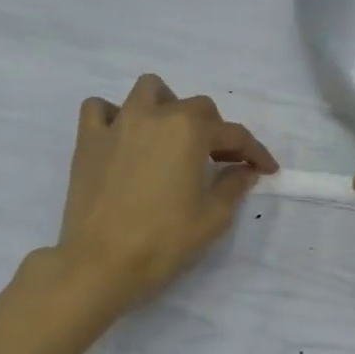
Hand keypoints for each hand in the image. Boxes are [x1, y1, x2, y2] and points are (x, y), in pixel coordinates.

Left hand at [54, 75, 277, 309]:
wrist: (101, 263)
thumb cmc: (164, 240)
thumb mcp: (213, 217)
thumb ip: (234, 185)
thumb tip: (244, 170)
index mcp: (190, 131)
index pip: (234, 134)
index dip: (255, 152)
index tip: (266, 169)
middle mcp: (156, 115)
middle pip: (196, 107)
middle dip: (215, 130)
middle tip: (221, 161)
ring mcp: (118, 124)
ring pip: (148, 90)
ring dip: (167, 105)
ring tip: (171, 135)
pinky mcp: (88, 140)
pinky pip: (99, 109)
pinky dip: (115, 115)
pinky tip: (124, 137)